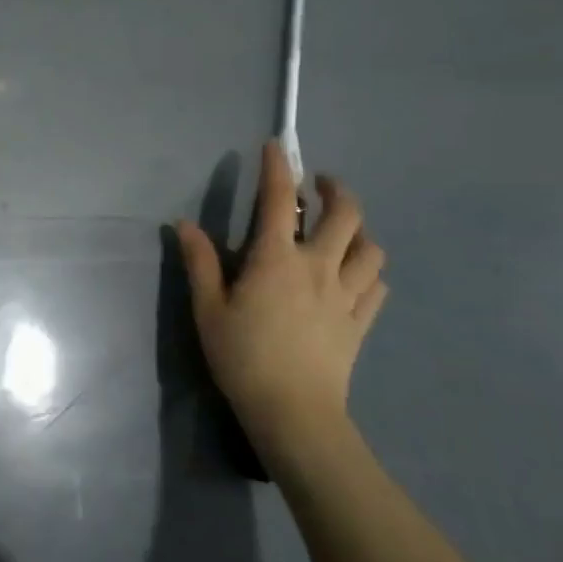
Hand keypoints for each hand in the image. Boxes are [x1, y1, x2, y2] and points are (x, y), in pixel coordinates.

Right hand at [176, 142, 386, 462]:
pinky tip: (355, 275)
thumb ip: (200, 263)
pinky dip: (369, 270)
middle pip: (346, 214)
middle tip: (321, 186)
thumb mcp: (208, 309)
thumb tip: (186, 225)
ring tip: (342, 230)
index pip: (279, 199)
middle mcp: (318, 266)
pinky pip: (377, 285)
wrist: (294, 414)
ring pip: (371, 248)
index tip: (276, 147)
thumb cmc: (243, 357)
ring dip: (359, 230)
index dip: (278, 167)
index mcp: (277, 259)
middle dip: (336, 190)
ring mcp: (346, 295)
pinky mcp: (360, 322)